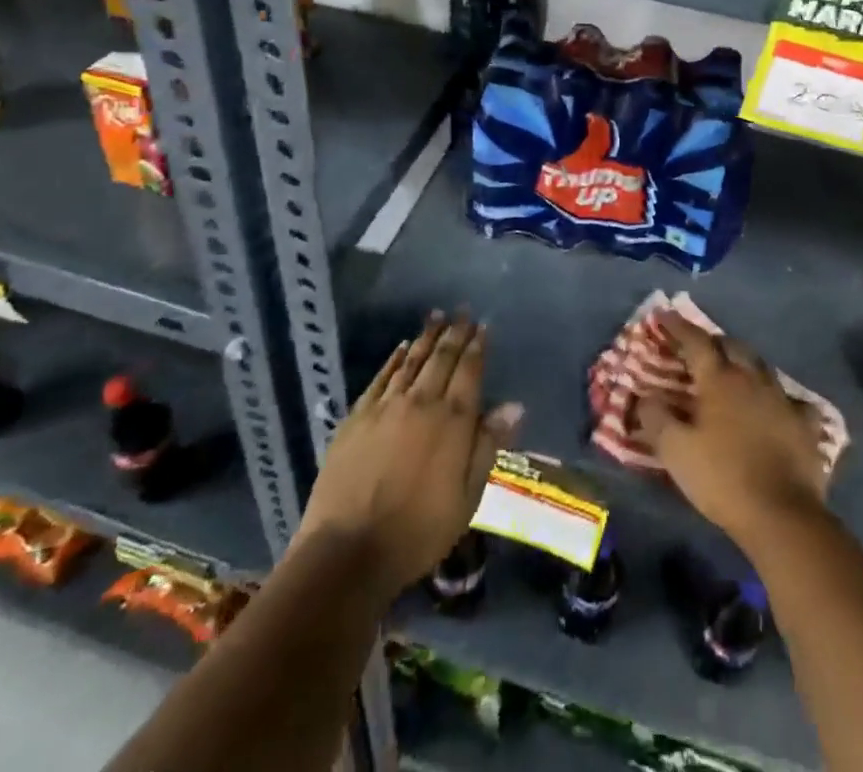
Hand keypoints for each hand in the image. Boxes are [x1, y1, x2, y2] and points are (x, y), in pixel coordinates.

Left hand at [295, 311, 522, 594]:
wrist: (349, 551)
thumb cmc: (418, 532)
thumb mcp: (467, 498)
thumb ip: (488, 446)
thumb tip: (513, 405)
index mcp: (452, 421)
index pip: (469, 371)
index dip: (477, 347)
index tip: (483, 327)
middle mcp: (421, 402)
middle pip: (441, 358)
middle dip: (454, 333)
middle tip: (462, 311)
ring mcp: (386, 407)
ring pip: (412, 361)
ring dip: (426, 337)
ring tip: (436, 317)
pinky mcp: (357, 417)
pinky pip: (381, 377)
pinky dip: (394, 359)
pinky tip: (401, 347)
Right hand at [638, 312, 829, 547]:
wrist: (782, 516)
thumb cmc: (722, 478)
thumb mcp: (675, 451)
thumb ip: (655, 418)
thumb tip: (643, 396)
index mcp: (720, 379)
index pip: (696, 341)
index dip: (677, 327)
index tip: (663, 315)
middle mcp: (753, 379)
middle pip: (732, 346)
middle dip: (713, 342)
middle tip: (699, 347)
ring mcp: (783, 399)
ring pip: (761, 367)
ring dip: (744, 363)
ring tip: (734, 370)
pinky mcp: (806, 425)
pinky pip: (792, 400)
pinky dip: (779, 397)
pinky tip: (778, 406)